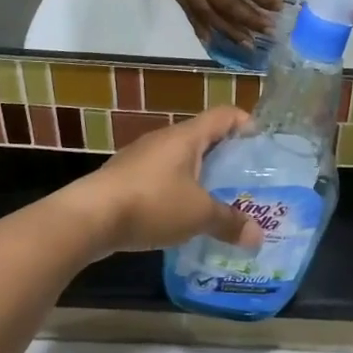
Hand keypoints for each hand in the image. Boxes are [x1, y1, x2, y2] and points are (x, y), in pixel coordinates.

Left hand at [78, 106, 262, 255]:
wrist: (89, 217)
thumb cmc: (152, 203)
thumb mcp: (197, 215)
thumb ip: (229, 223)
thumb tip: (258, 237)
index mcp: (187, 136)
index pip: (225, 115)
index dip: (246, 123)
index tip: (263, 145)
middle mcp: (165, 139)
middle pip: (204, 137)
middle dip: (226, 157)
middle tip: (247, 180)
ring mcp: (141, 157)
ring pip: (181, 159)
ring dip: (200, 175)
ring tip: (218, 200)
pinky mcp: (124, 177)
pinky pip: (161, 176)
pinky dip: (177, 190)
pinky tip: (182, 215)